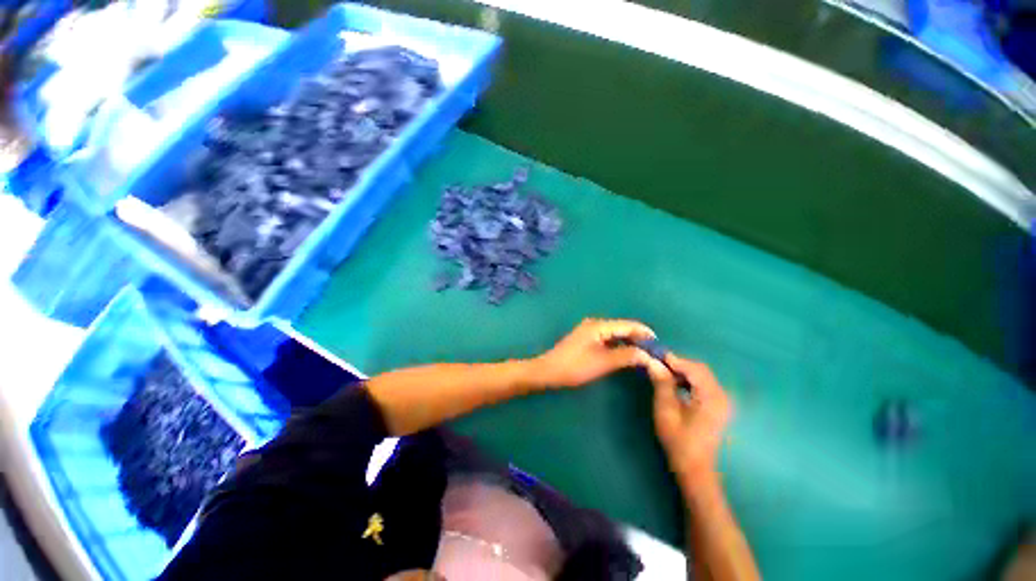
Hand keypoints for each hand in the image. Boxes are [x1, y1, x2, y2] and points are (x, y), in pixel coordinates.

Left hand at [532, 318, 655, 388]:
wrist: (548, 371)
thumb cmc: (575, 366)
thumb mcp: (603, 362)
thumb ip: (626, 356)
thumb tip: (648, 355)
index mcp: (599, 326)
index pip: (629, 325)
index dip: (645, 334)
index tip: (660, 346)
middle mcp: (595, 324)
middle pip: (623, 328)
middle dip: (639, 338)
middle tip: (655, 353)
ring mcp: (590, 331)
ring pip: (616, 334)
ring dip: (630, 342)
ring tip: (645, 355)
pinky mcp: (587, 339)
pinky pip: (609, 338)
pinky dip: (619, 345)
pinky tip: (627, 354)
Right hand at [645, 354, 731, 479]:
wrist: (695, 468)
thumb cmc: (679, 441)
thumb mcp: (666, 410)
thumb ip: (662, 384)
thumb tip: (653, 362)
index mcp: (712, 398)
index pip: (694, 369)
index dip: (674, 360)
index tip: (655, 354)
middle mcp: (722, 396)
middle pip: (700, 370)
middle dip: (678, 364)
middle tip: (657, 362)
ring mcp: (722, 401)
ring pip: (702, 375)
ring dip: (682, 371)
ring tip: (662, 372)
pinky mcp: (718, 405)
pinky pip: (703, 384)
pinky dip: (688, 379)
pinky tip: (675, 384)